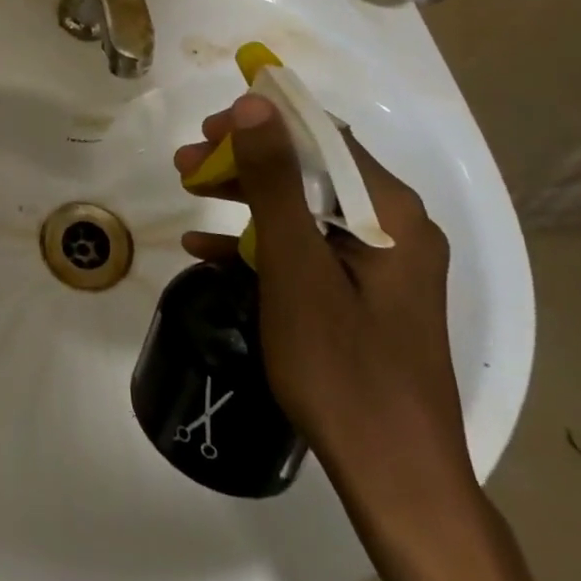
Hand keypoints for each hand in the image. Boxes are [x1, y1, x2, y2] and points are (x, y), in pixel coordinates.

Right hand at [173, 94, 474, 521]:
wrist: (394, 477)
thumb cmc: (343, 366)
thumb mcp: (296, 266)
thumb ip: (275, 181)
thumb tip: (256, 103)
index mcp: (390, 213)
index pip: (322, 137)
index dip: (262, 123)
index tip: (206, 129)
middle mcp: (393, 227)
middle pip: (311, 170)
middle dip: (245, 160)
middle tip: (186, 164)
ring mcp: (379, 264)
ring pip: (304, 208)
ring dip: (246, 196)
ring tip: (189, 190)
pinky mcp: (362, 294)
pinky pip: (307, 249)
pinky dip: (260, 242)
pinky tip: (207, 250)